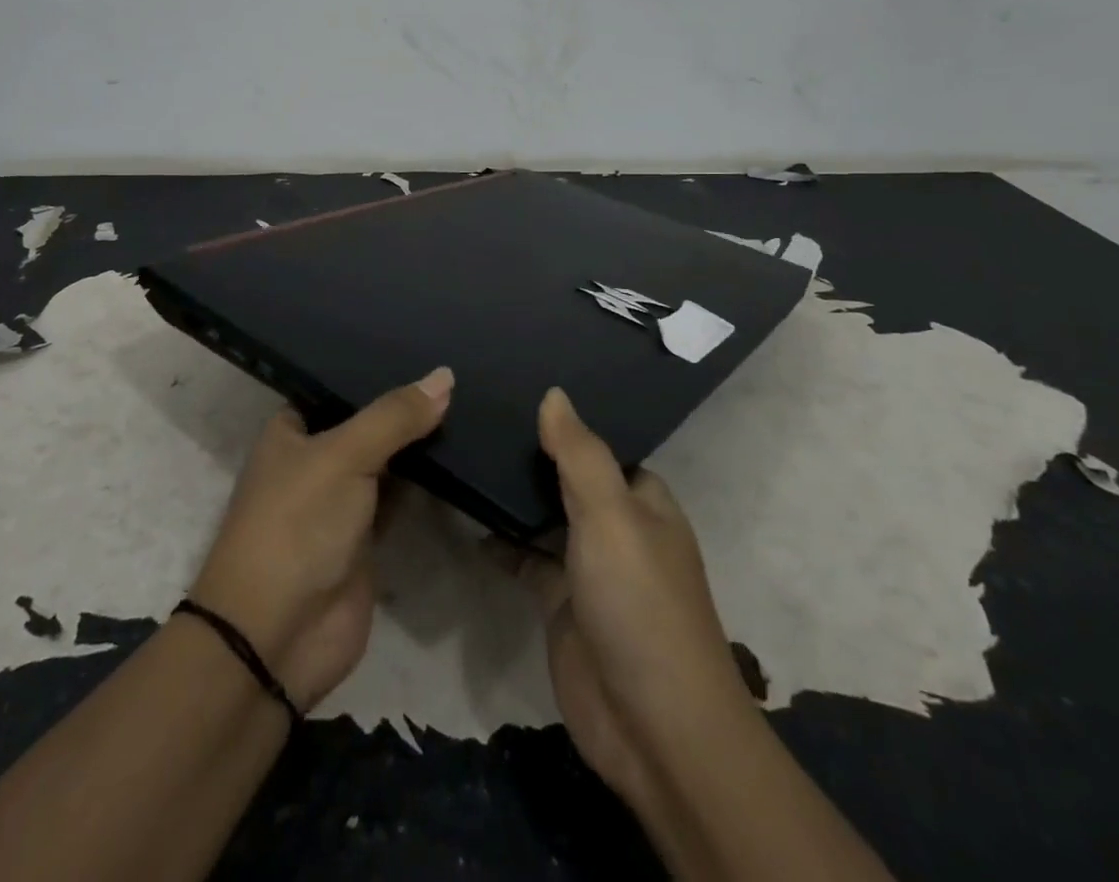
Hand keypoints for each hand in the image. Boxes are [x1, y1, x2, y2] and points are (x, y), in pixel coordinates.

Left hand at [190, 368, 452, 709]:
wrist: (277, 637)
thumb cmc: (297, 525)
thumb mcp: (344, 456)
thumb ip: (395, 417)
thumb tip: (446, 375)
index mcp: (292, 430)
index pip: (337, 384)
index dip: (375, 367)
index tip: (422, 343)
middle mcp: (315, 459)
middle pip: (367, 422)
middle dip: (405, 405)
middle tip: (457, 371)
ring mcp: (341, 500)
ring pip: (388, 459)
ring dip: (419, 442)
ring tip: (470, 399)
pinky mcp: (367, 538)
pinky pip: (402, 498)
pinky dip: (427, 482)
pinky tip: (463, 452)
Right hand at [501, 388, 751, 816]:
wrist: (652, 727)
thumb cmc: (639, 603)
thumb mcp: (610, 515)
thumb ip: (579, 453)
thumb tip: (554, 393)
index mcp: (643, 501)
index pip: (601, 446)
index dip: (566, 423)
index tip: (518, 390)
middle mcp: (619, 528)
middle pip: (570, 479)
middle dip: (533, 455)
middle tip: (479, 414)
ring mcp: (589, 568)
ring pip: (546, 518)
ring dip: (515, 497)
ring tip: (466, 452)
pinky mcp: (561, 604)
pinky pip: (527, 559)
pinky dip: (502, 543)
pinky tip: (467, 520)